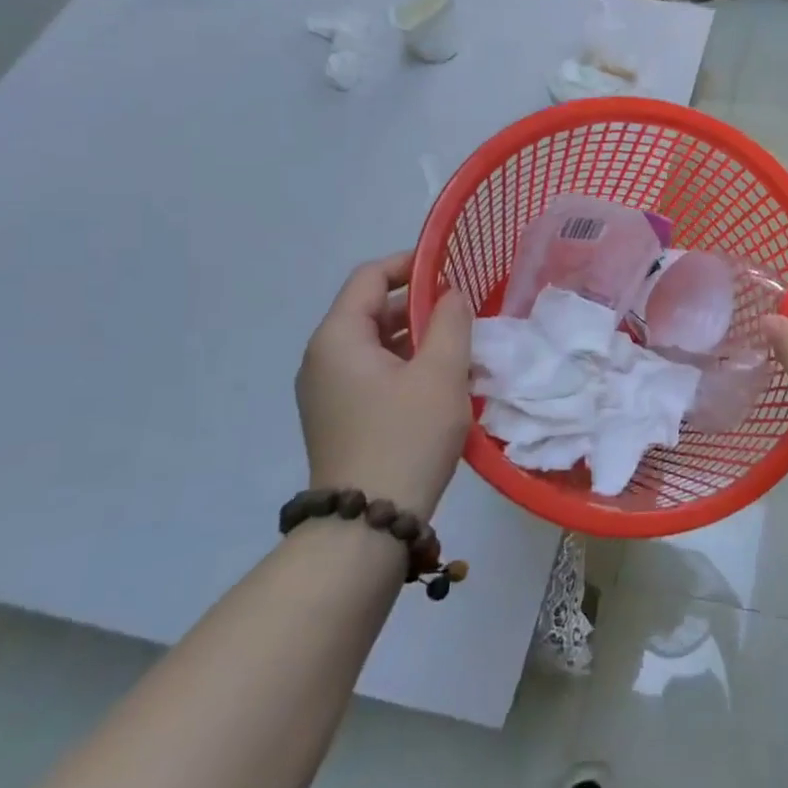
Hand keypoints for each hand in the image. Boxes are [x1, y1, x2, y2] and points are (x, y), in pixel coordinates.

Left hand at [295, 252, 473, 517]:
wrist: (369, 523)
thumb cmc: (407, 436)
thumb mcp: (441, 372)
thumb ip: (451, 321)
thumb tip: (451, 295)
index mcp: (338, 338)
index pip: (370, 277)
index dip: (411, 264)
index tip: (452, 268)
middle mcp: (322, 358)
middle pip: (371, 309)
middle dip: (419, 304)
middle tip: (465, 313)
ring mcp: (327, 391)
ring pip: (375, 343)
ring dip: (416, 337)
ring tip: (460, 348)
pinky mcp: (338, 417)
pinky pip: (373, 372)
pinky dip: (405, 364)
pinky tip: (440, 382)